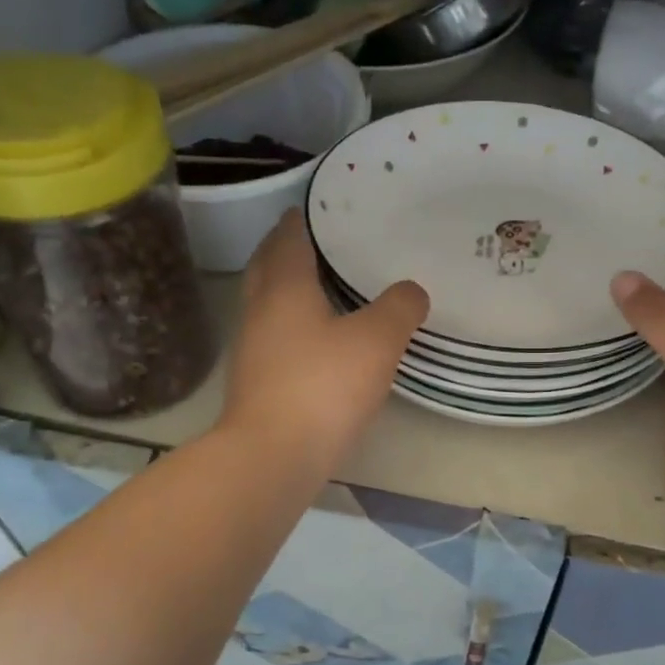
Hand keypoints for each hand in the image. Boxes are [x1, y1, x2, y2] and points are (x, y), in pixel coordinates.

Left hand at [222, 210, 428, 473]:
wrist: (273, 456)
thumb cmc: (323, 386)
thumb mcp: (376, 341)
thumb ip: (399, 309)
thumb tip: (412, 290)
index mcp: (284, 288)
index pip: (288, 239)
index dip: (302, 220)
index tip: (318, 207)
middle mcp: (260, 311)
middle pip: (268, 267)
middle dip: (286, 250)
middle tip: (318, 241)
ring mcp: (252, 349)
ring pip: (268, 304)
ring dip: (288, 289)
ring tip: (323, 286)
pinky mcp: (257, 382)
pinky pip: (275, 337)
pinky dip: (293, 325)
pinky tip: (318, 339)